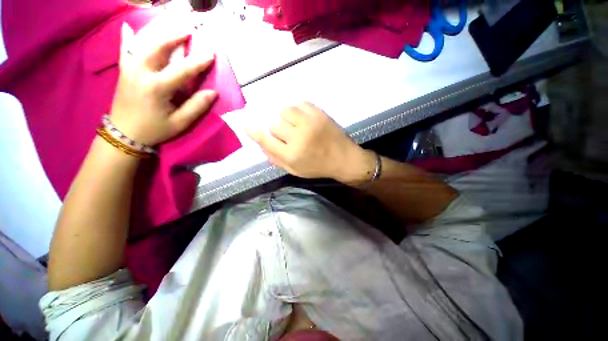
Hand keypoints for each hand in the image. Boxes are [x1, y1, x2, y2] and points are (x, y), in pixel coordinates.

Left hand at [109, 20, 217, 145]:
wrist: (124, 134)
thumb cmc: (155, 130)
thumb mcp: (180, 123)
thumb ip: (196, 107)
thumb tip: (213, 93)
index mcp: (156, 88)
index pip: (182, 70)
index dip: (198, 62)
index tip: (211, 54)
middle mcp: (140, 73)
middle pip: (157, 48)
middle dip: (174, 36)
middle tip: (188, 29)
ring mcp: (129, 70)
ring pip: (142, 44)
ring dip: (157, 33)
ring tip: (170, 26)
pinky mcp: (123, 71)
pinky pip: (124, 50)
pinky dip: (127, 38)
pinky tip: (128, 27)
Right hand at [246, 102, 374, 181]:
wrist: (344, 159)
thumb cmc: (318, 167)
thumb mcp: (295, 171)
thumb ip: (277, 160)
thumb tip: (261, 146)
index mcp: (291, 155)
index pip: (265, 140)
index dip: (252, 130)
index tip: (243, 121)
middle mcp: (298, 138)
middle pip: (274, 124)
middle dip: (278, 130)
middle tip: (289, 135)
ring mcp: (310, 123)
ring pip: (285, 110)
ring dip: (286, 117)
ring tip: (296, 124)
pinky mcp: (319, 114)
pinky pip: (300, 103)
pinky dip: (298, 109)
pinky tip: (304, 118)